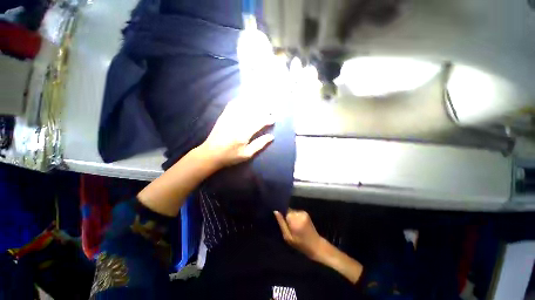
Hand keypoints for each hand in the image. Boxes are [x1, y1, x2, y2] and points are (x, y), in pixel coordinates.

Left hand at [198, 100, 274, 168]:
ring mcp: (229, 118)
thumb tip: (271, 136)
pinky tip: (246, 99)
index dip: (268, 119)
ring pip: (244, 106)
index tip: (274, 119)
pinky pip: (233, 104)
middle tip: (271, 108)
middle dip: (264, 109)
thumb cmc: (230, 156)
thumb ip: (259, 144)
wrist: (210, 154)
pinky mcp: (223, 116)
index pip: (259, 122)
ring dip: (254, 103)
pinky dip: (241, 100)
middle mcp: (237, 123)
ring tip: (262, 101)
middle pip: (253, 111)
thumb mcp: (247, 154)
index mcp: (243, 134)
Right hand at [274, 210, 324, 260]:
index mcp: (294, 221)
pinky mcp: (306, 213)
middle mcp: (299, 214)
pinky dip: (296, 217)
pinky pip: (297, 212)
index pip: (284, 212)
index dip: (282, 216)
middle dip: (287, 217)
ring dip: (291, 217)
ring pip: (292, 211)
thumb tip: (276, 211)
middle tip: (289, 227)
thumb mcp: (288, 237)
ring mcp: (303, 213)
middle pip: (288, 211)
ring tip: (294, 226)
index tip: (283, 222)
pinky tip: (299, 224)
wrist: (316, 245)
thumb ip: (281, 223)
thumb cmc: (300, 244)